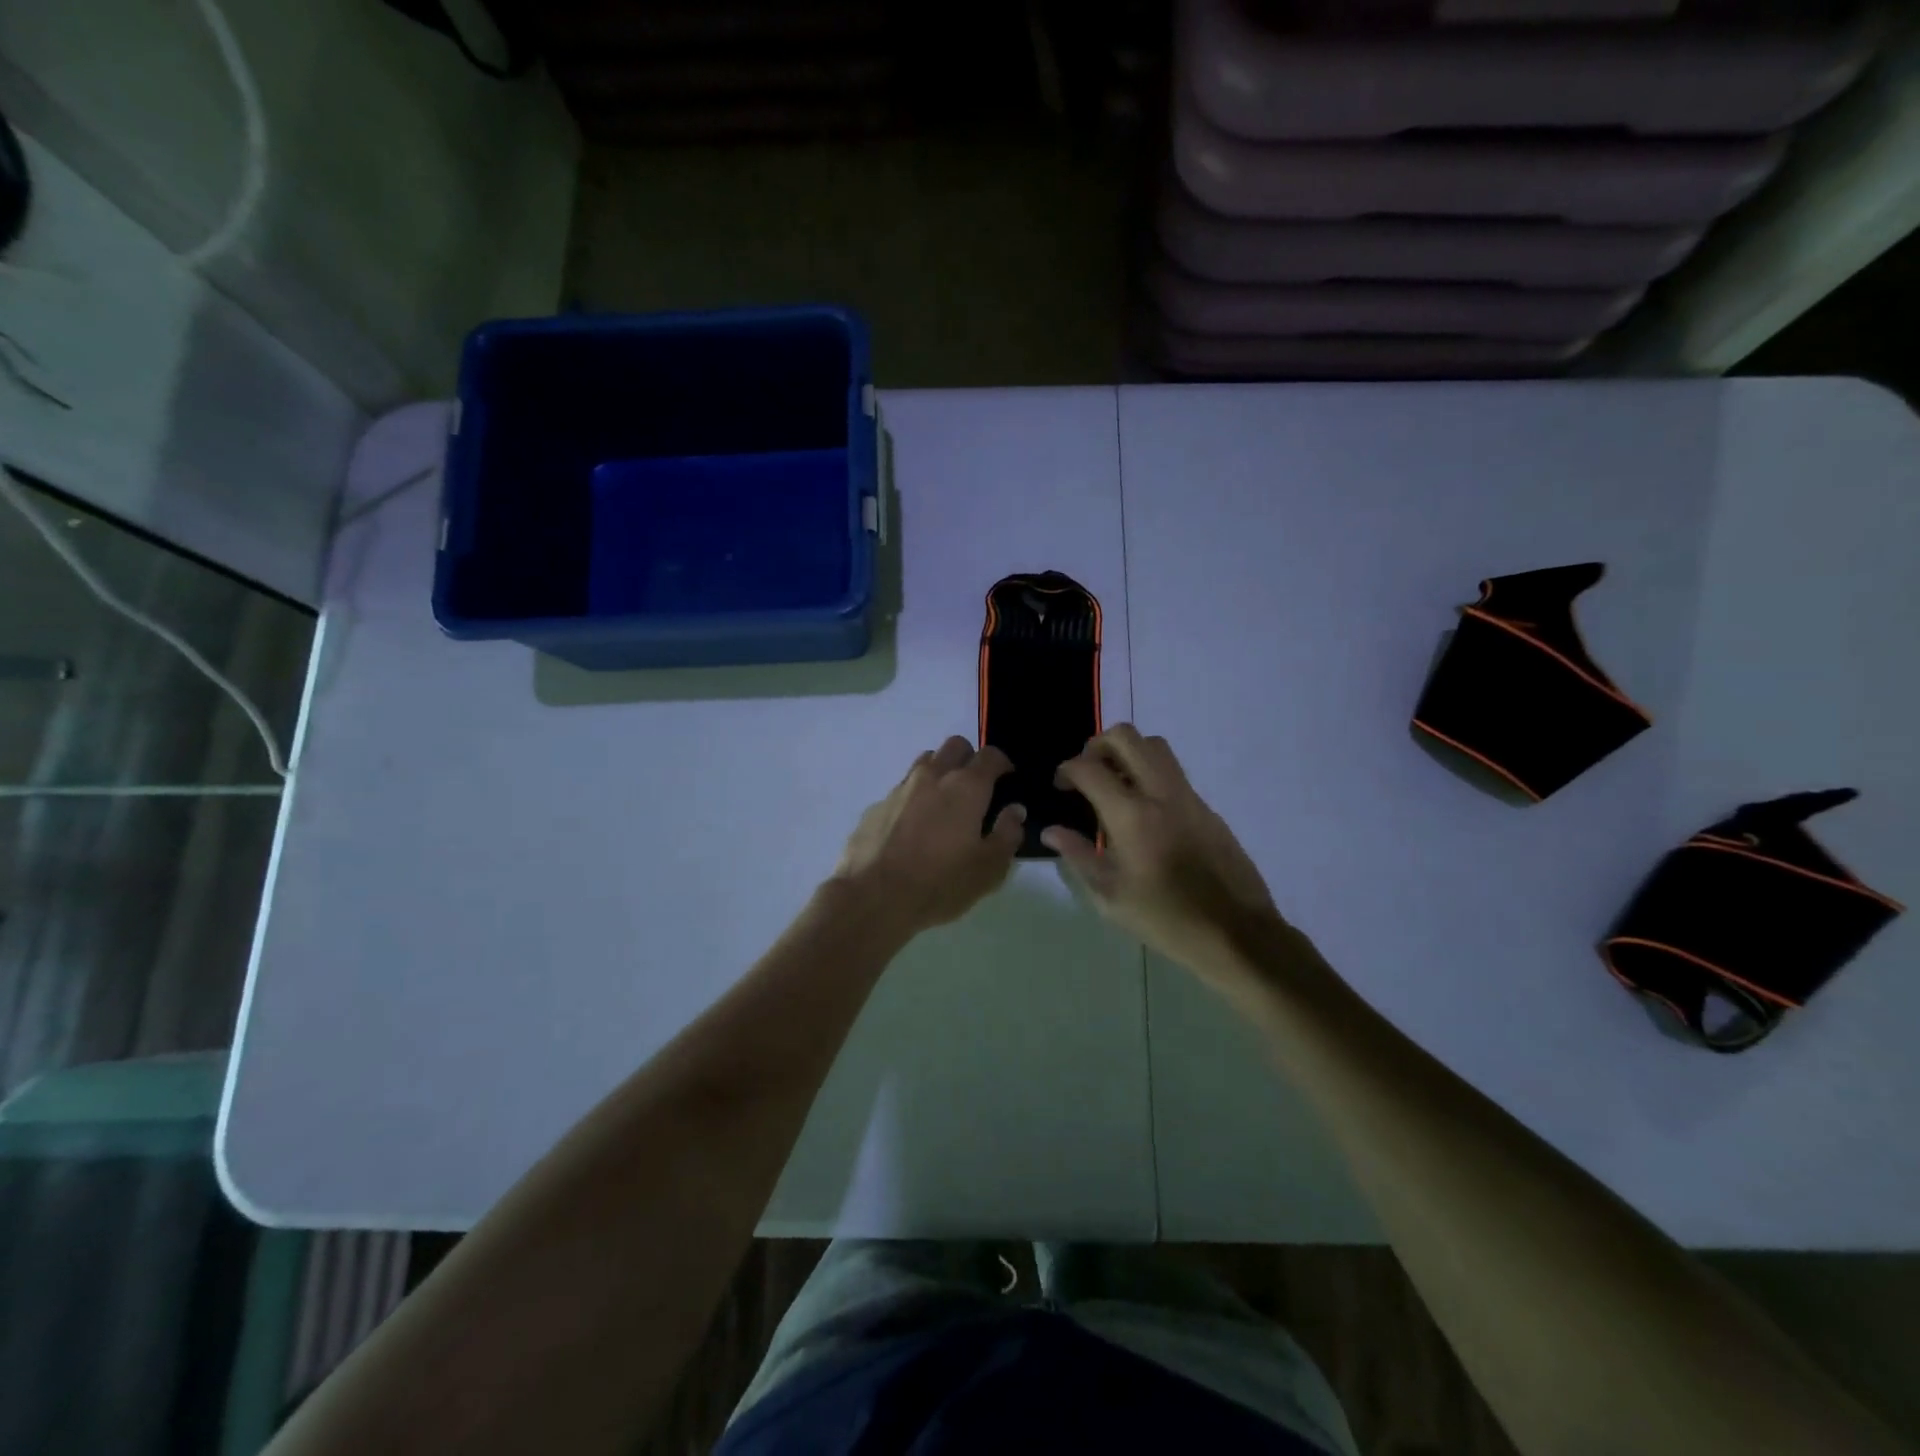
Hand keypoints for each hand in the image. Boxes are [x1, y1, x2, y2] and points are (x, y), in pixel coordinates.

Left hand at [832, 737, 1024, 937]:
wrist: (872, 898)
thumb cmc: (940, 883)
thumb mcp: (988, 869)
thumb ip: (1007, 834)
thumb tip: (1015, 810)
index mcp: (966, 787)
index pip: (991, 755)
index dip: (1003, 764)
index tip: (1007, 781)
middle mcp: (933, 776)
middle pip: (955, 746)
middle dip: (970, 759)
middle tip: (976, 789)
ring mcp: (900, 788)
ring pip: (925, 762)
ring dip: (940, 772)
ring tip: (944, 805)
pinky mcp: (876, 805)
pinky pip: (902, 790)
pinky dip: (914, 798)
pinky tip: (912, 829)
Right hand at [1044, 725, 1288, 984]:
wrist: (1236, 933)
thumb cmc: (1165, 919)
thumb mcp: (1110, 896)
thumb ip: (1078, 855)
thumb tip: (1051, 830)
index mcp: (1132, 816)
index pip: (1089, 768)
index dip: (1067, 769)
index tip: (1061, 786)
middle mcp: (1161, 794)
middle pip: (1126, 737)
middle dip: (1097, 745)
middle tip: (1087, 772)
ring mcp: (1189, 797)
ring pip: (1155, 746)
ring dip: (1128, 753)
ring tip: (1114, 785)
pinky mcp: (1207, 808)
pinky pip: (1173, 773)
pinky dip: (1150, 774)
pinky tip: (1144, 812)